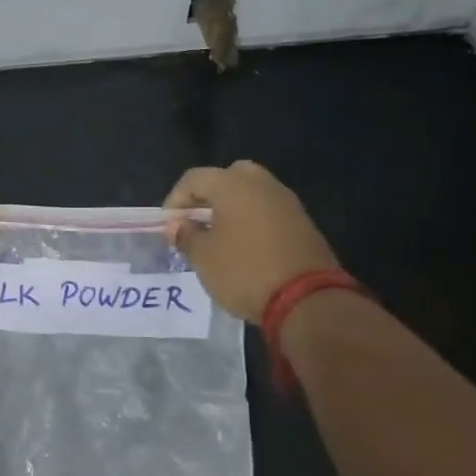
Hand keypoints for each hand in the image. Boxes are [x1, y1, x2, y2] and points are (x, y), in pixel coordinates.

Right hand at [164, 161, 340, 320]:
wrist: (305, 298)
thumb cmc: (244, 271)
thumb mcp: (203, 258)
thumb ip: (186, 236)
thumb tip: (177, 225)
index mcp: (233, 185)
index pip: (194, 178)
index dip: (176, 200)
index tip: (169, 225)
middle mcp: (262, 184)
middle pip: (228, 177)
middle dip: (208, 196)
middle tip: (196, 222)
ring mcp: (287, 201)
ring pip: (252, 193)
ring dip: (232, 208)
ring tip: (218, 237)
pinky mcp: (302, 222)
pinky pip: (268, 211)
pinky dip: (252, 220)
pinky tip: (243, 246)